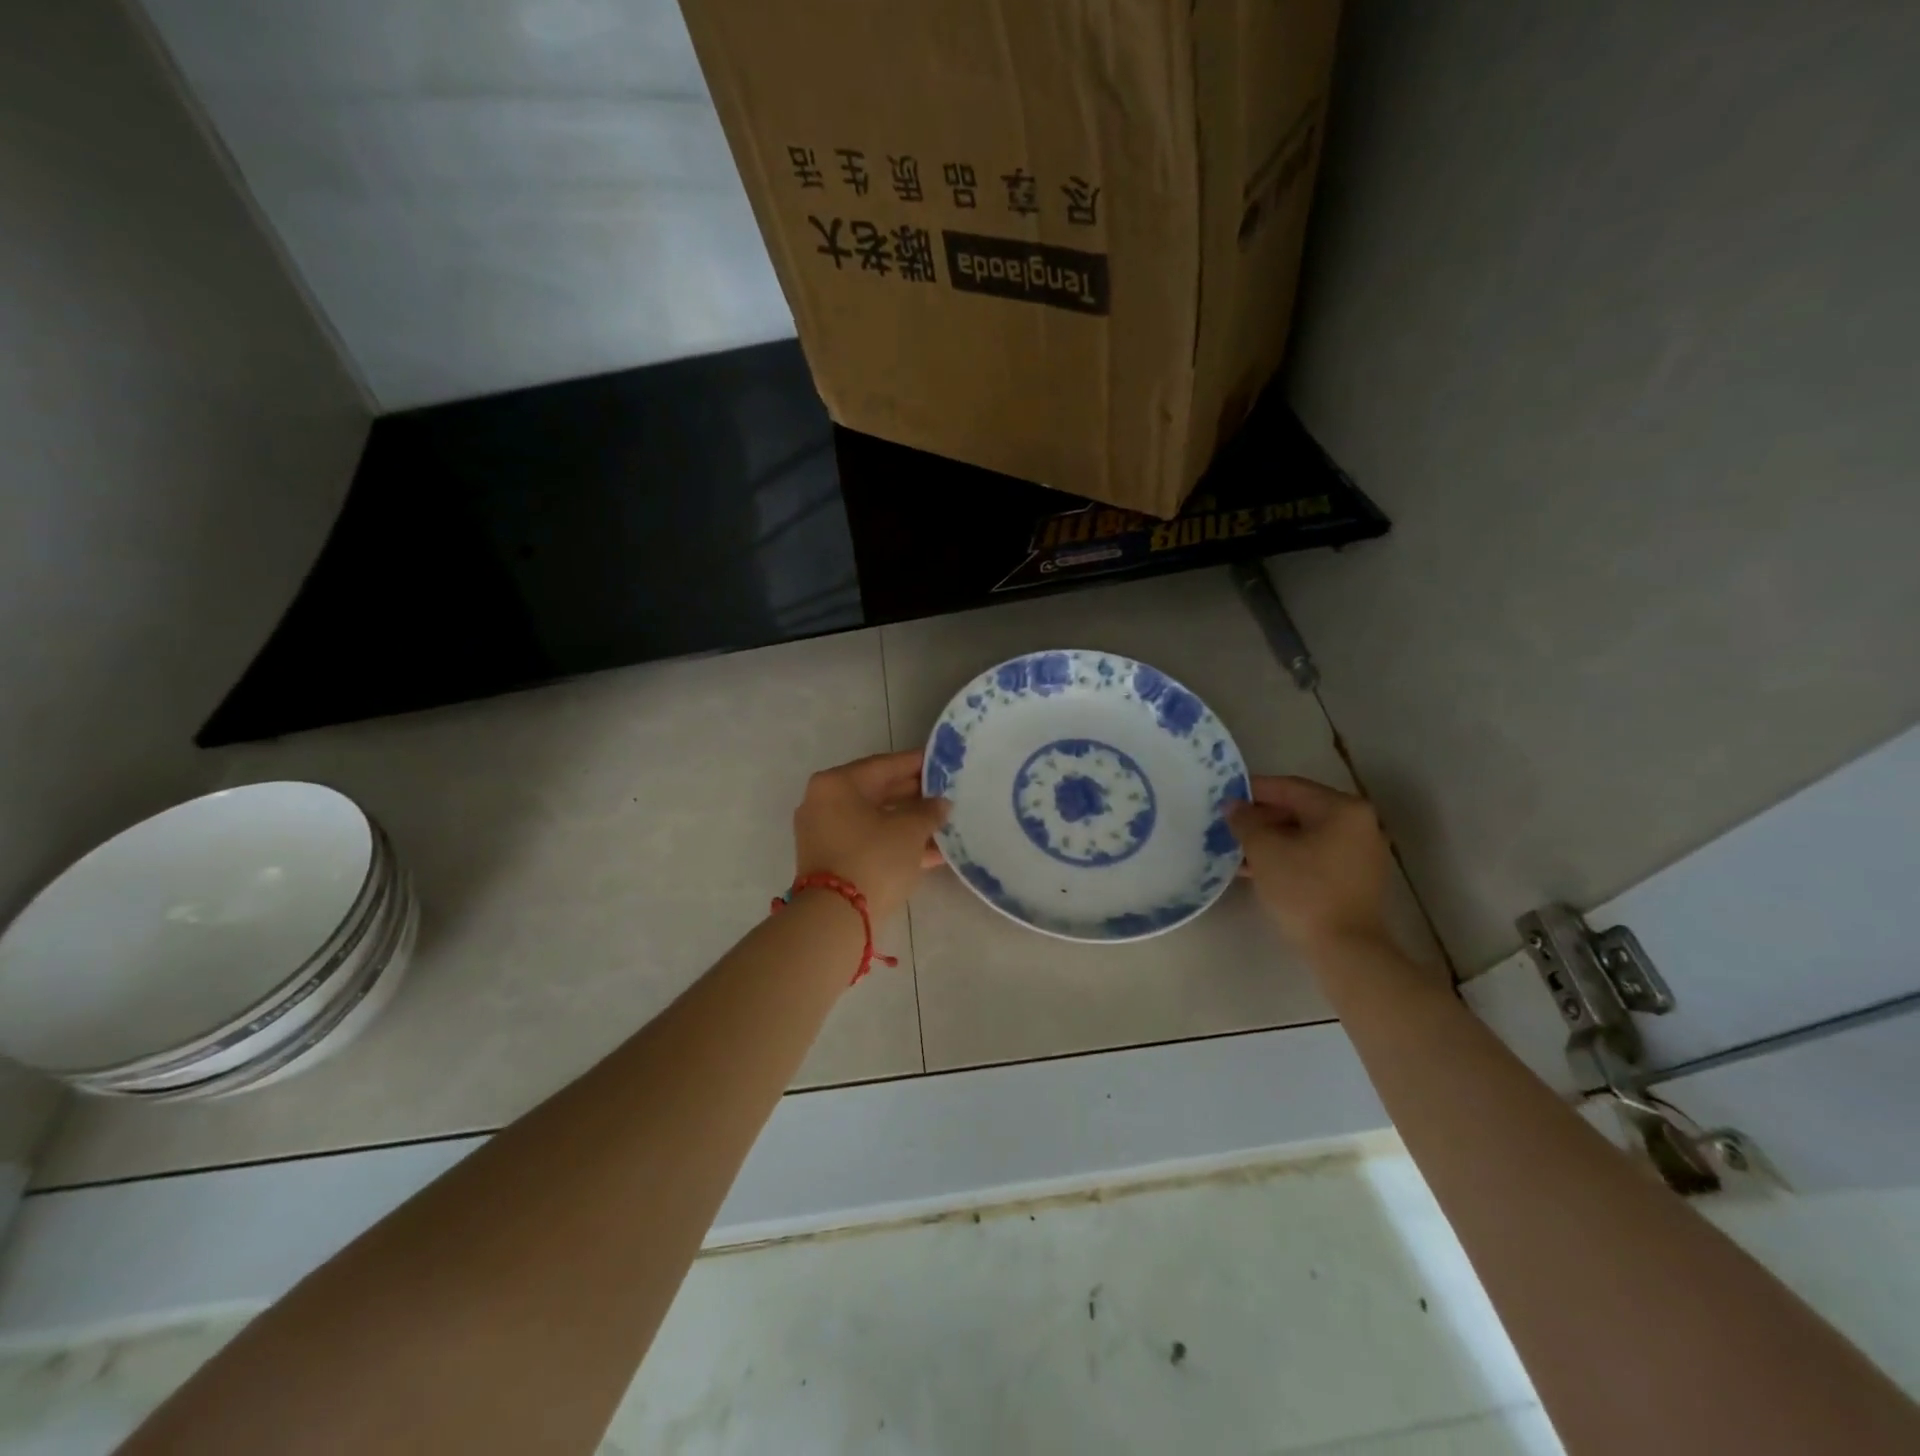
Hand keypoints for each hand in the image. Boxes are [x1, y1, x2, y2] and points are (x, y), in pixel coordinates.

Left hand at [793, 750, 949, 922]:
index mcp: (837, 784)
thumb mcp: (909, 831)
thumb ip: (929, 812)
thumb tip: (941, 804)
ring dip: (908, 823)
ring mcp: (824, 833)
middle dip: (914, 796)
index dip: (917, 764)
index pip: (885, 765)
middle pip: (877, 791)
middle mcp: (824, 802)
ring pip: (875, 819)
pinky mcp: (830, 860)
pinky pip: (868, 841)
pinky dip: (895, 843)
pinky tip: (930, 852)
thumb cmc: (873, 858)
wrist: (836, 917)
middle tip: (946, 795)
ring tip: (944, 825)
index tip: (942, 764)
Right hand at [1227, 776, 1392, 952]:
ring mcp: (1362, 853)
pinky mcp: (1358, 878)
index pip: (1289, 787)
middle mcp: (1360, 824)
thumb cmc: (1304, 890)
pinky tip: (1259, 869)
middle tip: (1228, 826)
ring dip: (1272, 840)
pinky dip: (1289, 857)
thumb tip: (1233, 805)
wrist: (1346, 950)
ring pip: (1306, 835)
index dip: (1253, 790)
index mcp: (1342, 808)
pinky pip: (1317, 855)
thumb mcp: (1264, 850)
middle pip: (1300, 810)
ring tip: (1237, 850)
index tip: (1224, 796)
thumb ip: (1245, 821)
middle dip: (1261, 818)